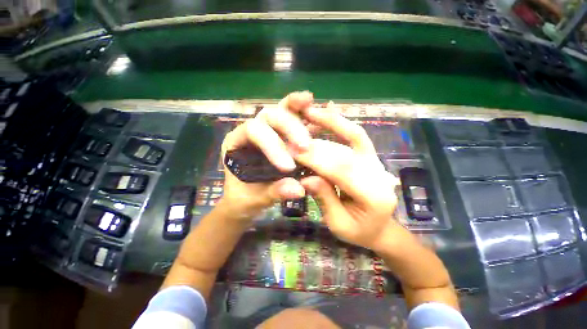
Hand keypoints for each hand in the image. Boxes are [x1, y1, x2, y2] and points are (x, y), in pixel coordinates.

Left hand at [220, 91, 313, 218]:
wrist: (245, 201)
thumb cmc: (243, 199)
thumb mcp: (253, 200)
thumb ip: (273, 192)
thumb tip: (298, 190)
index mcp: (236, 143)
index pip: (253, 131)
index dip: (272, 145)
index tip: (289, 167)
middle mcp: (251, 132)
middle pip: (268, 116)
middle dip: (288, 127)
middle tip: (306, 145)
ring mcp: (268, 131)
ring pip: (280, 112)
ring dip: (295, 107)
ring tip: (309, 101)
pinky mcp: (282, 136)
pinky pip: (292, 121)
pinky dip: (303, 116)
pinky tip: (314, 112)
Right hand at [293, 106, 401, 249]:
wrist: (380, 227)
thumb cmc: (358, 231)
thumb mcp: (338, 224)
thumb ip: (325, 199)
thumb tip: (306, 179)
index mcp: (374, 196)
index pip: (341, 171)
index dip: (316, 159)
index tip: (292, 151)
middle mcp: (379, 174)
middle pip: (344, 152)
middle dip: (316, 143)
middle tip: (293, 134)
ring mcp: (376, 161)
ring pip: (352, 136)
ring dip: (329, 123)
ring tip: (307, 111)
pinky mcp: (370, 155)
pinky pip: (356, 134)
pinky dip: (341, 122)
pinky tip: (328, 109)